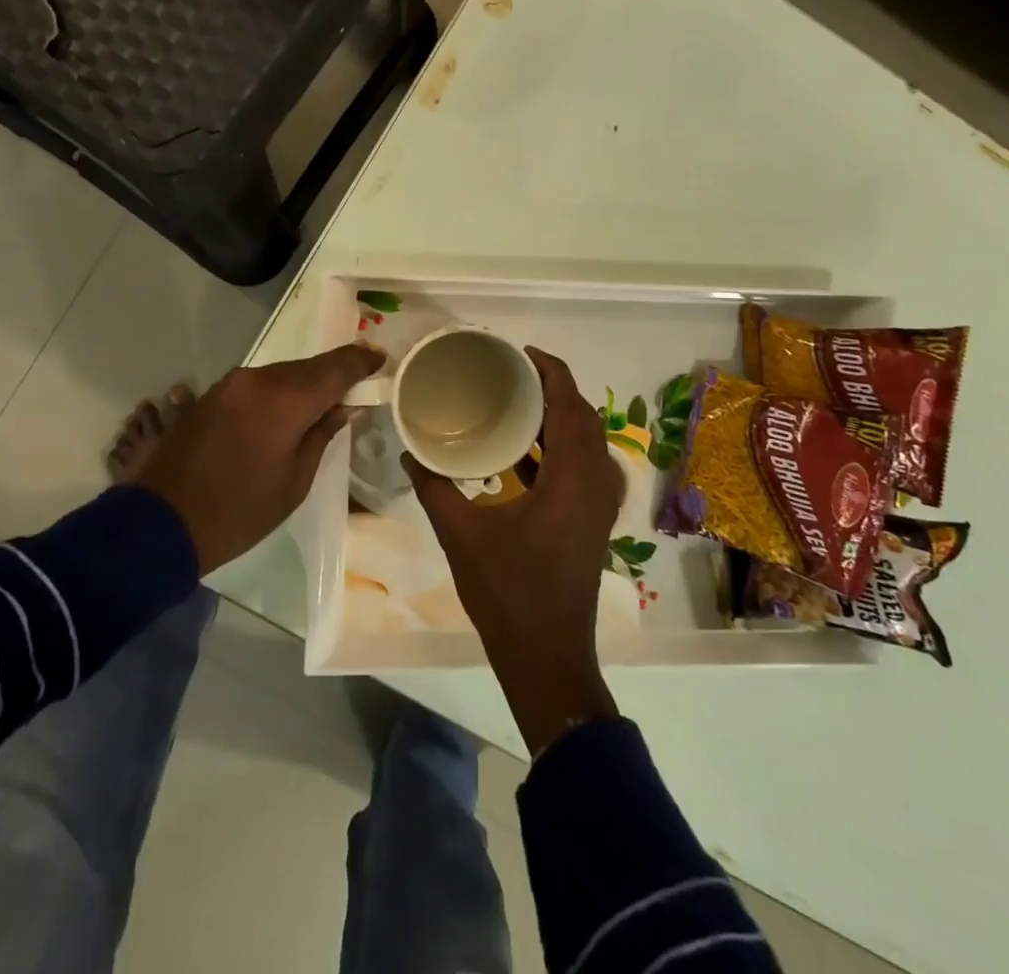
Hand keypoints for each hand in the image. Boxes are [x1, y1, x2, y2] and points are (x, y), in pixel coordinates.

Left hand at [136, 344, 383, 573]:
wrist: (161, 522)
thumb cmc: (239, 512)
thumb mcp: (295, 482)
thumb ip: (322, 434)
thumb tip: (347, 406)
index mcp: (284, 400)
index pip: (335, 368)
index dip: (361, 361)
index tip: (381, 358)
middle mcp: (257, 379)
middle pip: (307, 368)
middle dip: (334, 374)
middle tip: (357, 383)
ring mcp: (230, 384)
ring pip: (281, 374)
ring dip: (303, 384)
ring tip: (324, 401)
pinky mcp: (211, 394)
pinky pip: (257, 385)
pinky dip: (277, 392)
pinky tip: (285, 411)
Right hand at [403, 347, 623, 753]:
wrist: (546, 655)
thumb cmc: (507, 591)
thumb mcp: (461, 533)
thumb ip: (434, 486)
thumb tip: (410, 450)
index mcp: (572, 478)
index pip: (571, 405)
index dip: (552, 371)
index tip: (521, 353)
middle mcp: (595, 483)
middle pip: (584, 417)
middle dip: (553, 388)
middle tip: (512, 373)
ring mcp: (599, 504)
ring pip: (587, 441)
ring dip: (558, 417)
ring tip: (516, 401)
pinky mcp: (593, 520)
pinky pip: (584, 464)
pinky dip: (560, 446)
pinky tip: (524, 450)